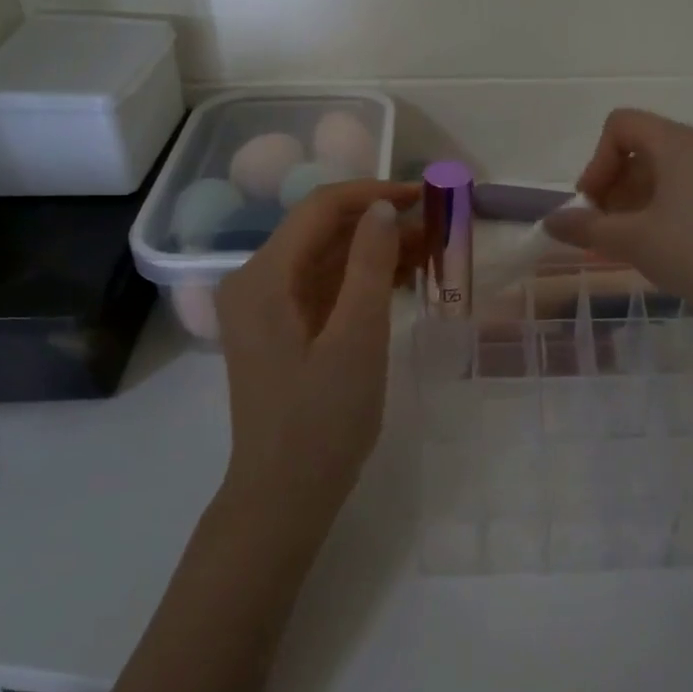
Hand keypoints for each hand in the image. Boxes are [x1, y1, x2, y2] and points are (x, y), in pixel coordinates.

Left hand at [216, 179, 421, 534]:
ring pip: (325, 257)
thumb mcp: (357, 339)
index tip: (425, 197)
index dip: (374, 194)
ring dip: (374, 249)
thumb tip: (384, 208)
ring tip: (429, 249)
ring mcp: (265, 306)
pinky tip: (402, 279)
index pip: (320, 208)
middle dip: (379, 222)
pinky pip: (323, 286)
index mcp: (263, 277)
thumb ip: (370, 266)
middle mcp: (255, 281)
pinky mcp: (280, 328)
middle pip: (321, 230)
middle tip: (436, 226)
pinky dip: (360, 278)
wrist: (284, 497)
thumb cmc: (322, 421)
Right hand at [544, 108, 692, 332]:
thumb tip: (551, 222)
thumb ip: (586, 228)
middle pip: (643, 146)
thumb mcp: (633, 241)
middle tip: (605, 227)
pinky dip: (665, 208)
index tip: (593, 203)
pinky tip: (665, 247)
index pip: (621, 124)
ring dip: (637, 199)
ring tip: (631, 242)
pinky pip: (690, 189)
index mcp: (677, 144)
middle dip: (614, 183)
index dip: (597, 160)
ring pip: (667, 170)